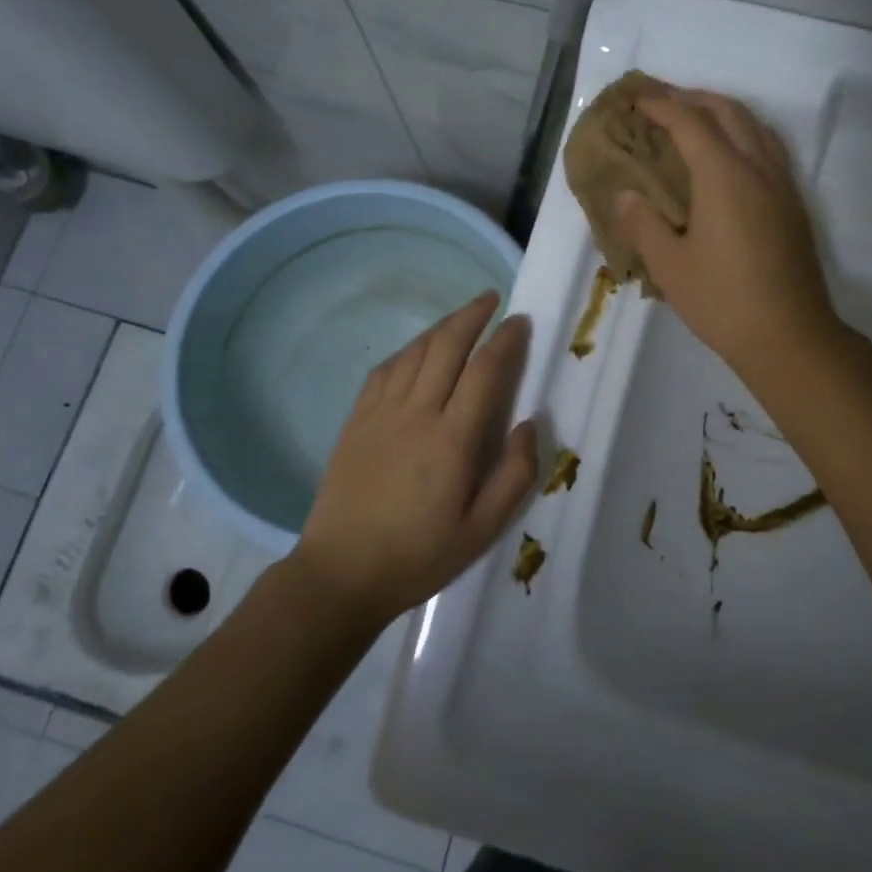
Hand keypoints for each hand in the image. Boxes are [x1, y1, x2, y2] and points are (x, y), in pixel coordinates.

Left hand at [292, 291, 538, 622]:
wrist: (341, 572)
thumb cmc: (418, 555)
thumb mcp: (482, 530)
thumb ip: (515, 475)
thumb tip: (530, 423)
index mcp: (452, 439)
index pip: (485, 371)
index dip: (505, 340)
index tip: (520, 322)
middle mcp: (416, 413)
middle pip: (447, 346)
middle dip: (472, 316)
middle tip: (492, 299)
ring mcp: (380, 413)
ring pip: (414, 352)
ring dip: (441, 327)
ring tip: (461, 317)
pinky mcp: (356, 420)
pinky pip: (384, 370)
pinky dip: (407, 351)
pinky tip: (416, 350)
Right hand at [612, 88, 841, 376]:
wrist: (789, 336)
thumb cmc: (722, 301)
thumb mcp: (669, 266)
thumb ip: (643, 224)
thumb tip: (624, 195)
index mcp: (724, 176)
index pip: (690, 123)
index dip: (661, 105)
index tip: (637, 100)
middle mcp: (757, 168)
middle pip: (728, 112)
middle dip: (694, 98)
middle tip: (663, 100)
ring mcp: (782, 185)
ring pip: (756, 126)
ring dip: (724, 111)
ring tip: (696, 118)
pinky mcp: (794, 204)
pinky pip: (770, 148)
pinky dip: (745, 133)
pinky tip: (731, 155)